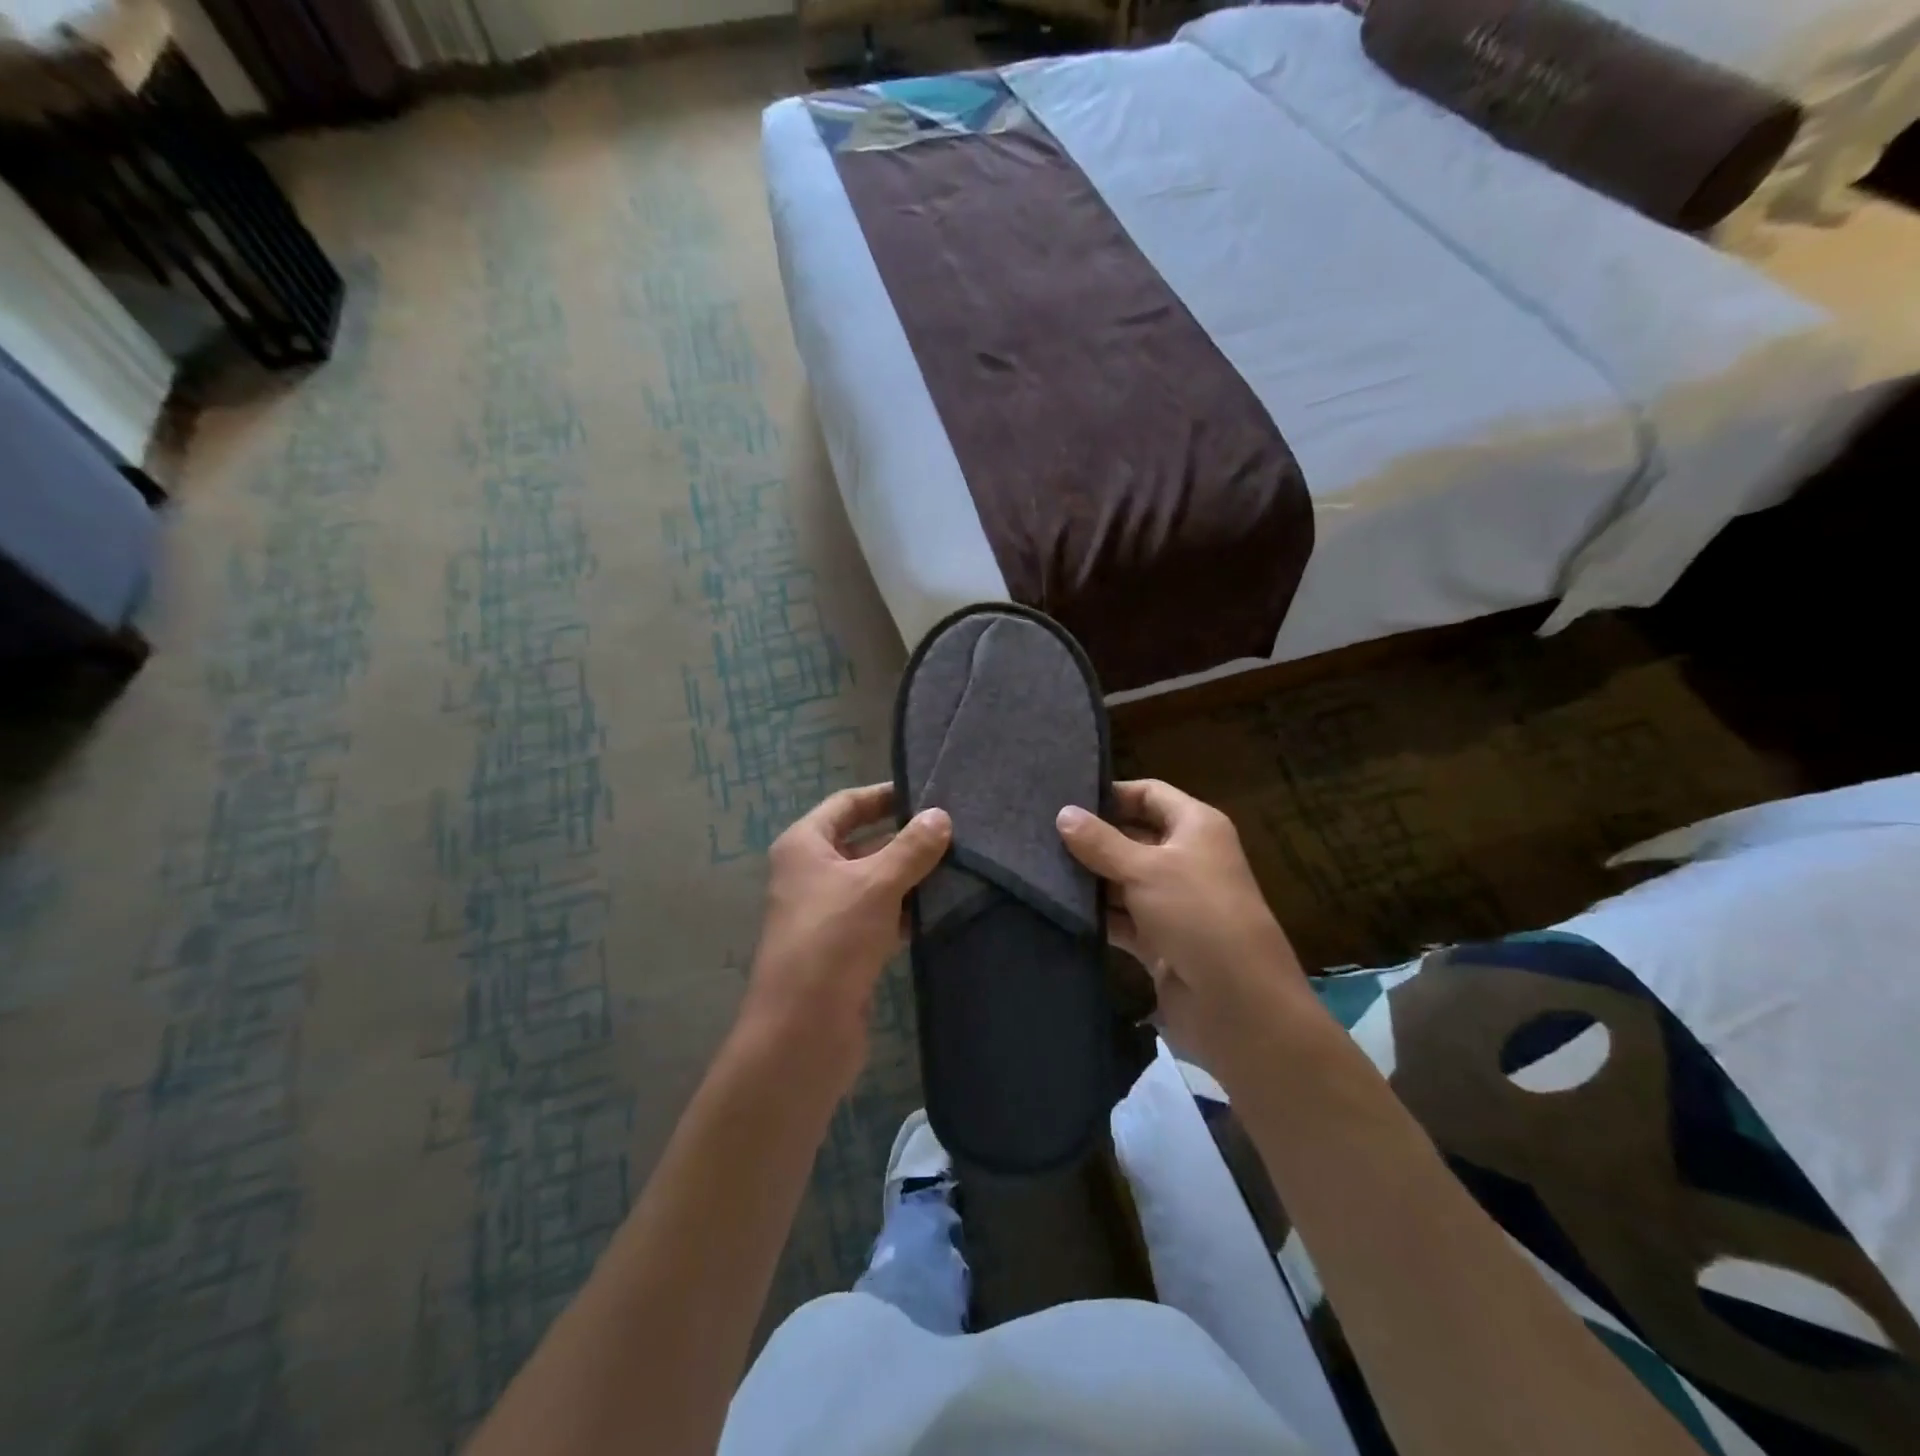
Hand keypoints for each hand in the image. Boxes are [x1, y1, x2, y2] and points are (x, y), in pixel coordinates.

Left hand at [741, 785, 950, 1093]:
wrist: (803, 1029)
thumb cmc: (832, 939)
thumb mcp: (876, 884)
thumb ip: (911, 848)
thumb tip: (941, 816)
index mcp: (804, 846)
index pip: (847, 804)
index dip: (884, 795)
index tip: (926, 792)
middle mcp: (811, 873)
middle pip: (863, 842)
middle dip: (905, 838)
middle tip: (954, 830)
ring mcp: (827, 912)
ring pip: (874, 881)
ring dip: (910, 876)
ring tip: (959, 864)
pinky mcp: (844, 947)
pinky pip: (879, 915)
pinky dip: (905, 910)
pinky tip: (941, 908)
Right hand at [1057, 780, 1309, 1068]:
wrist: (1237, 1003)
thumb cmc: (1196, 914)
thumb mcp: (1145, 869)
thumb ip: (1100, 842)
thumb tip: (1063, 813)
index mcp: (1196, 827)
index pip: (1149, 794)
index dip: (1111, 794)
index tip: (1064, 800)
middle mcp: (1186, 858)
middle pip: (1132, 836)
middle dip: (1092, 839)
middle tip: (1039, 836)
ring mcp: (1173, 902)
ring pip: (1123, 880)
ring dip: (1090, 879)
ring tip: (1038, 871)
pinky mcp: (1159, 941)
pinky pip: (1122, 918)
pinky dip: (1098, 915)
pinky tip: (1059, 910)